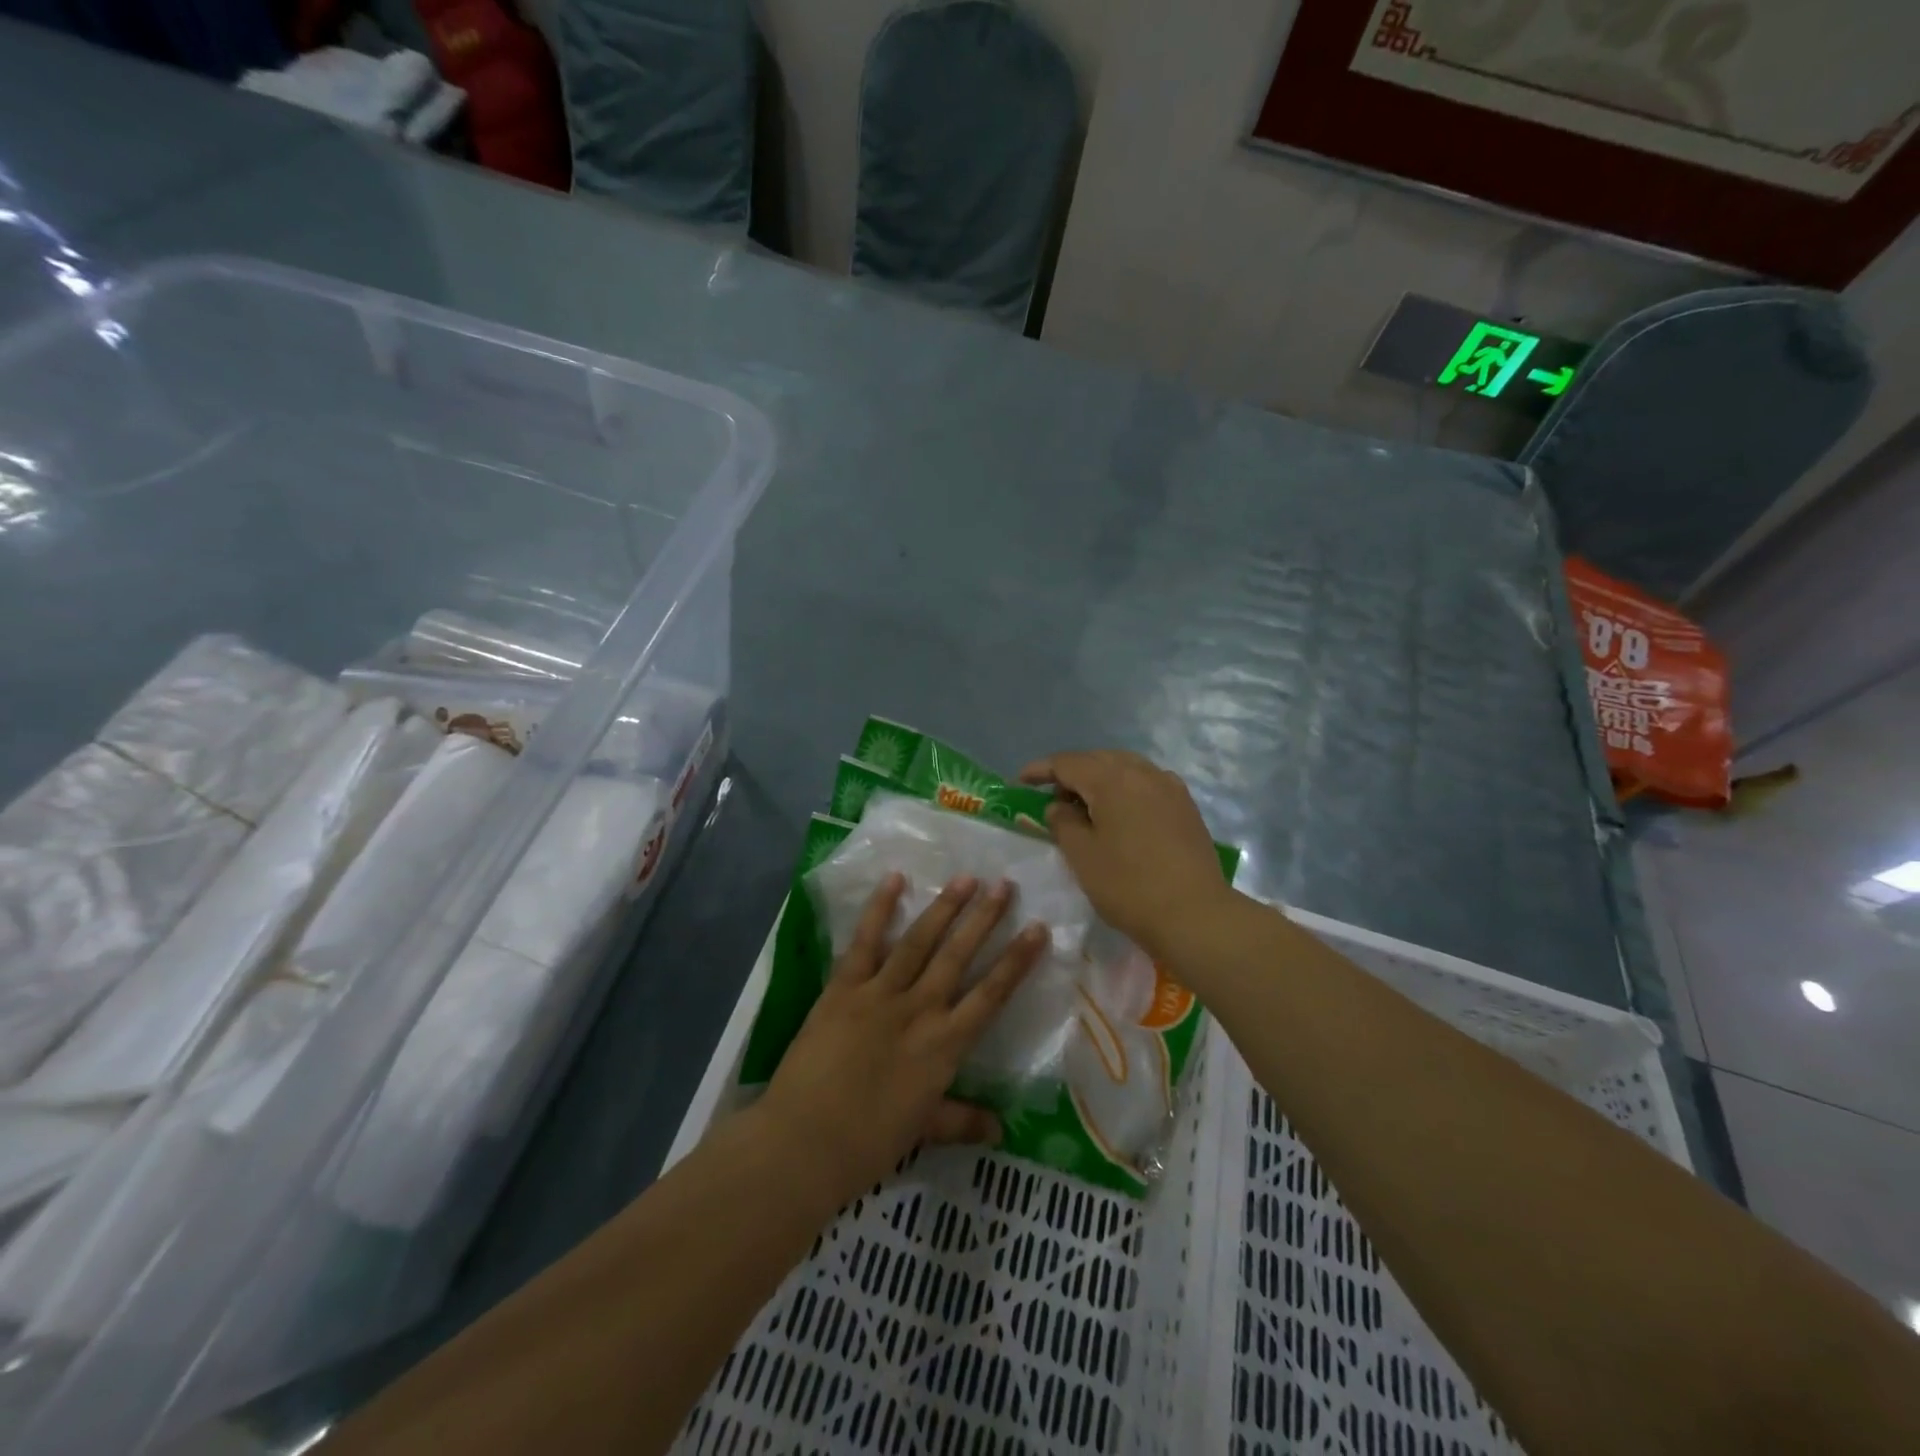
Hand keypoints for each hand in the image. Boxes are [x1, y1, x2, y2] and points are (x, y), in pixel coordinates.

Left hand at [755, 873, 1046, 1209]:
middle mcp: (919, 1010)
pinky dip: (879, 908)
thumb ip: (962, 1121)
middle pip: (958, 956)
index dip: (1017, 961)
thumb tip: (1001, 1131)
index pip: (991, 995)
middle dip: (984, 918)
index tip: (1038, 929)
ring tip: (966, 877)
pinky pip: (865, 941)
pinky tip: (895, 879)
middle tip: (1005, 884)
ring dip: (944, 907)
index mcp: (944, 1045)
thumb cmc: (868, 1143)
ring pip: (919, 941)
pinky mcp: (844, 987)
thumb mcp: (923, 1131)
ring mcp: (880, 993)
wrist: (804, 1143)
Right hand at [1020, 750, 1233, 960]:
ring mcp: (1169, 787)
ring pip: (1125, 769)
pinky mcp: (1185, 806)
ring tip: (1086, 805)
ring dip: (1100, 779)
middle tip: (1052, 797)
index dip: (1041, 770)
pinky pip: (1147, 784)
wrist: (1195, 914)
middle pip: (1098, 760)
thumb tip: (1060, 805)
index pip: (1067, 763)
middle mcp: (1142, 772)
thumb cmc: (1128, 885)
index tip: (1020, 781)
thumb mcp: (1082, 855)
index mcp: (1112, 779)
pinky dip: (1126, 790)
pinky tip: (1122, 813)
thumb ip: (1063, 822)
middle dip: (1071, 773)